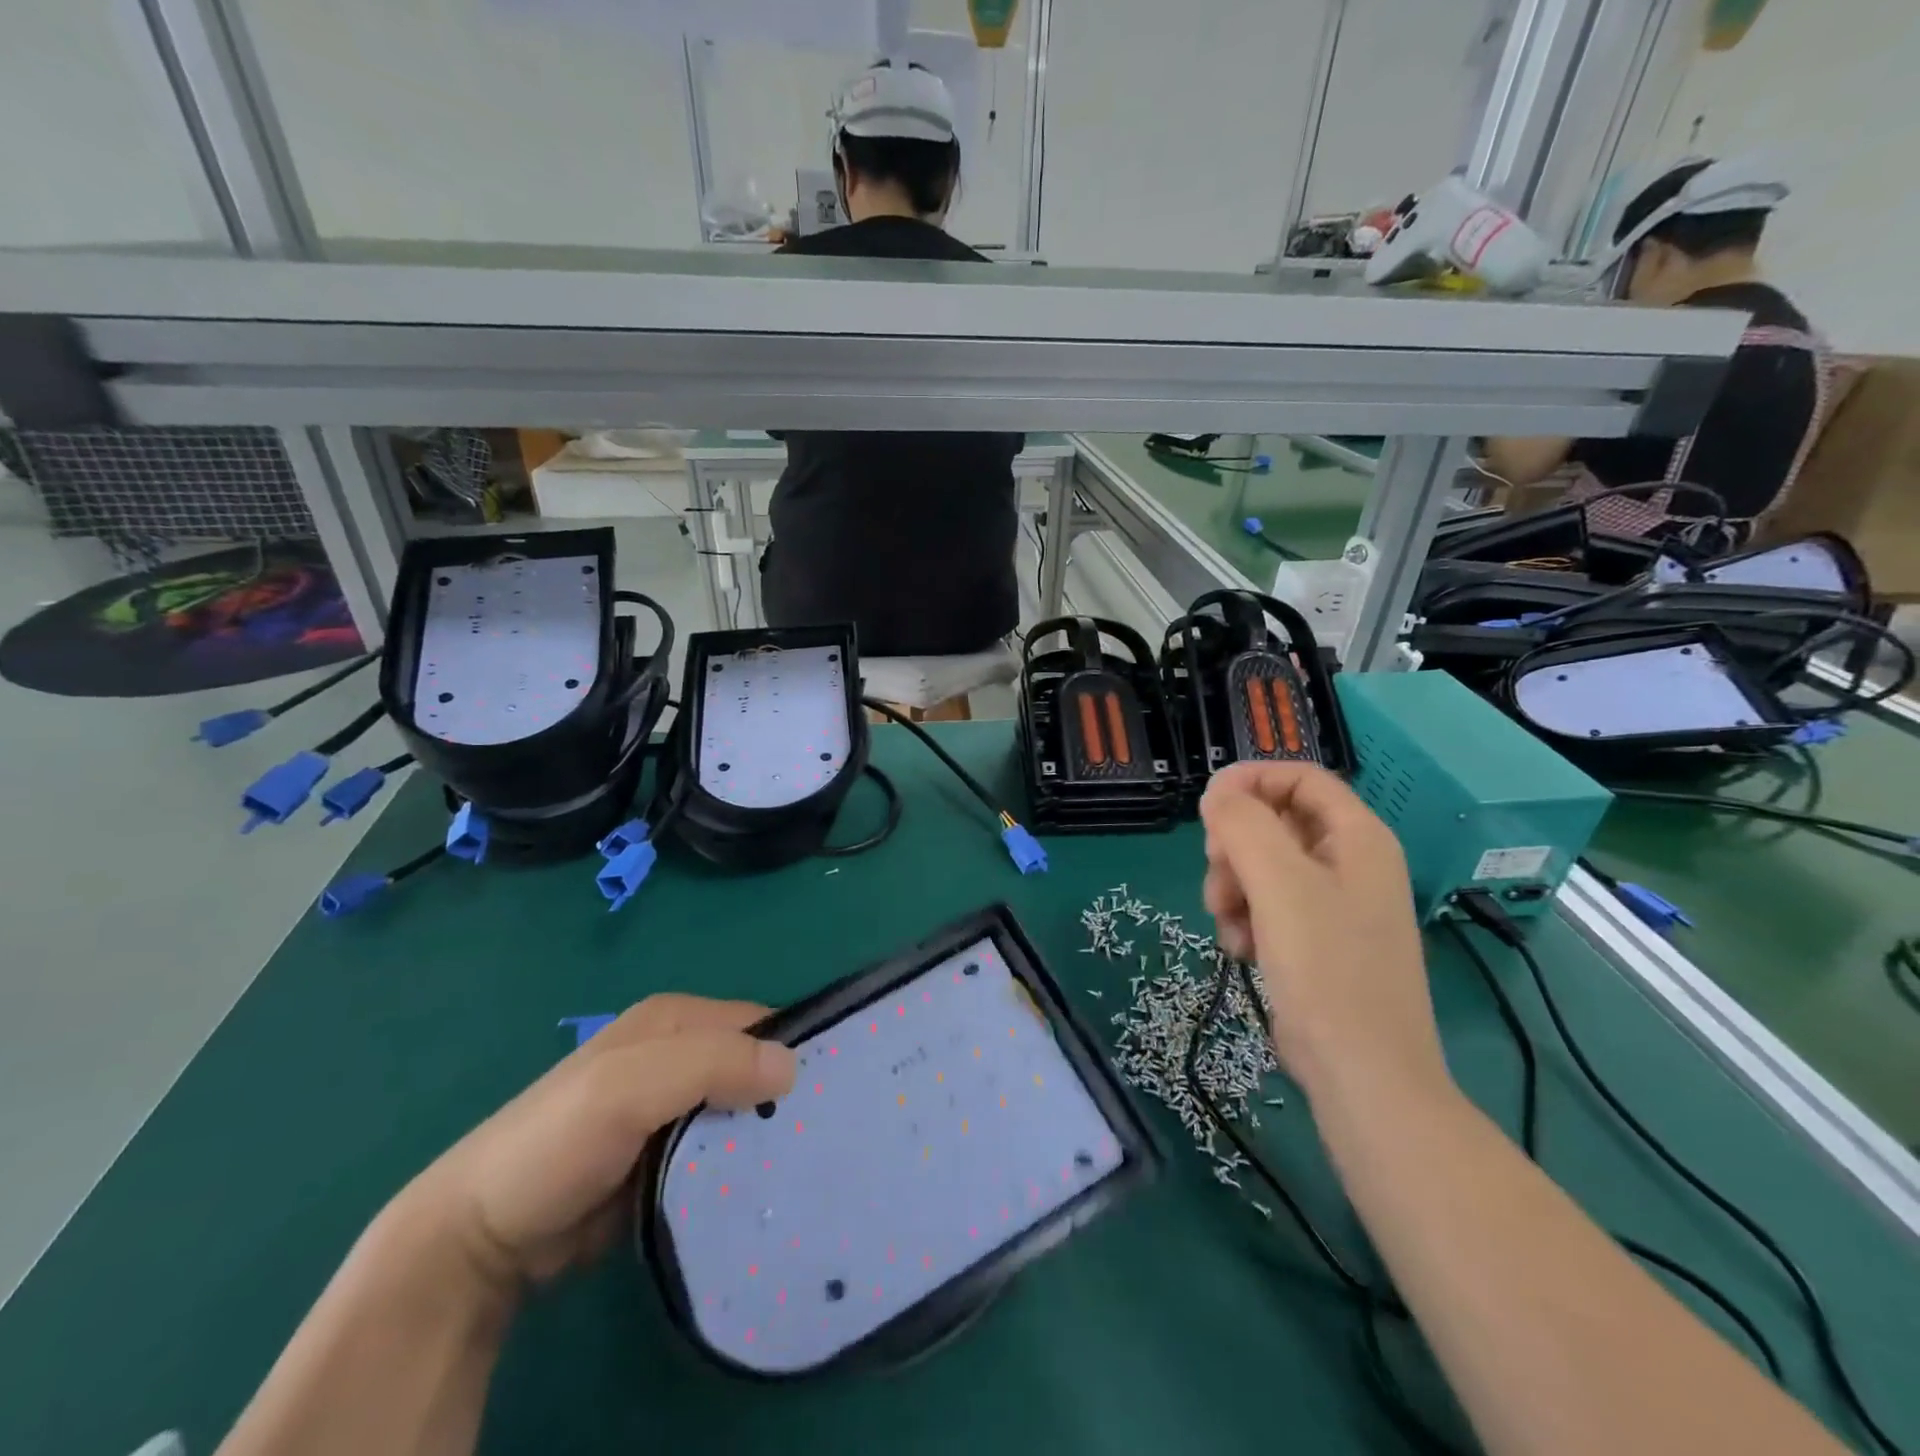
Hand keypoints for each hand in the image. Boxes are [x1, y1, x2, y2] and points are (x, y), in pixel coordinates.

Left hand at [396, 995, 796, 1297]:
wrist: (478, 1239)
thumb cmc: (555, 1142)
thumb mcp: (628, 1087)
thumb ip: (709, 1064)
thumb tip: (794, 1065)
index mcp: (674, 1019)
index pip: (758, 1023)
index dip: (792, 1053)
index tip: (827, 1098)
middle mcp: (678, 1055)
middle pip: (753, 1068)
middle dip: (784, 1101)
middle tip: (822, 1143)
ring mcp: (670, 1111)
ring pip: (741, 1114)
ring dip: (766, 1140)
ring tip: (805, 1172)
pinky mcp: (665, 1161)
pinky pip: (721, 1155)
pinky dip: (742, 1170)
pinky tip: (766, 1192)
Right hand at [1200, 762, 1447, 1104]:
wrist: (1361, 1074)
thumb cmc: (1326, 968)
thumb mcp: (1279, 883)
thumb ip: (1243, 824)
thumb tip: (1216, 793)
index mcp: (1358, 837)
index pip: (1300, 777)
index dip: (1250, 780)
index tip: (1206, 806)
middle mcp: (1350, 863)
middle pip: (1274, 822)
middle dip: (1234, 847)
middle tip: (1217, 875)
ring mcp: (1333, 905)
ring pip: (1262, 867)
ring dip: (1233, 889)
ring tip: (1229, 925)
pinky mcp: (1316, 941)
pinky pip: (1267, 907)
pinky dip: (1246, 921)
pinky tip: (1242, 950)